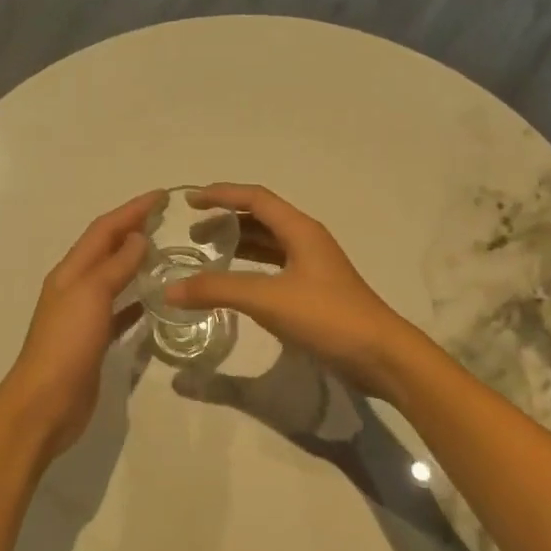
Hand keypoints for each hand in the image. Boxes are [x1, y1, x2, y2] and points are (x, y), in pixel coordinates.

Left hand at [0, 190, 160, 458]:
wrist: (45, 403)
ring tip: (164, 251)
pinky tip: (155, 300)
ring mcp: (83, 314)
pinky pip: (119, 310)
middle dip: (132, 229)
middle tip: (165, 218)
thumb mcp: (91, 295)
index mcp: (71, 271)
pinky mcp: (94, 340)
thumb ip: (115, 266)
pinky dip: (135, 299)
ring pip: (113, 277)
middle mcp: (75, 286)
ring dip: (134, 260)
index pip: (104, 229)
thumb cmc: (67, 343)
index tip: (161, 196)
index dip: (131, 210)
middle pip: (106, 248)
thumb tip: (138, 238)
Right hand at [166, 184, 408, 388]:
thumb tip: (170, 290)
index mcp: (300, 230)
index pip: (255, 198)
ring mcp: (312, 267)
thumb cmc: (327, 316)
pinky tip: (234, 284)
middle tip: (193, 234)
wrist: (380, 355)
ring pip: (268, 244)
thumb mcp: (268, 298)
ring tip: (207, 254)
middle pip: (261, 219)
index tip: (190, 201)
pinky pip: (273, 268)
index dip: (222, 194)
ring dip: (238, 244)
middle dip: (226, 221)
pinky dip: (250, 268)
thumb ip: (218, 290)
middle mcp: (307, 241)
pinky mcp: (314, 292)